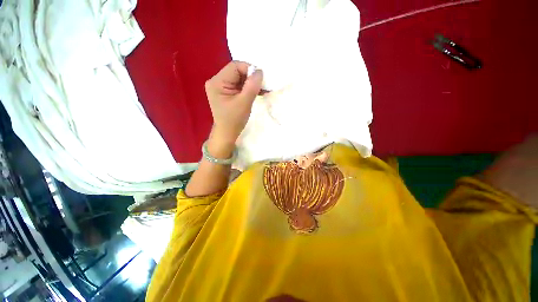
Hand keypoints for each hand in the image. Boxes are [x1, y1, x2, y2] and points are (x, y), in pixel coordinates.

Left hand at [205, 61, 262, 144]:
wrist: (227, 133)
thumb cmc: (234, 120)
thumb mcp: (244, 102)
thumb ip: (252, 86)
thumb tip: (259, 71)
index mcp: (217, 82)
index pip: (235, 66)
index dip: (249, 69)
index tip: (261, 79)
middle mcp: (216, 81)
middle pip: (237, 71)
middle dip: (251, 77)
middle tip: (263, 85)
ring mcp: (220, 87)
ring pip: (239, 78)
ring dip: (251, 83)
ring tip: (262, 89)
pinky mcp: (226, 92)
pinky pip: (238, 85)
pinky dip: (248, 88)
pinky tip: (257, 92)